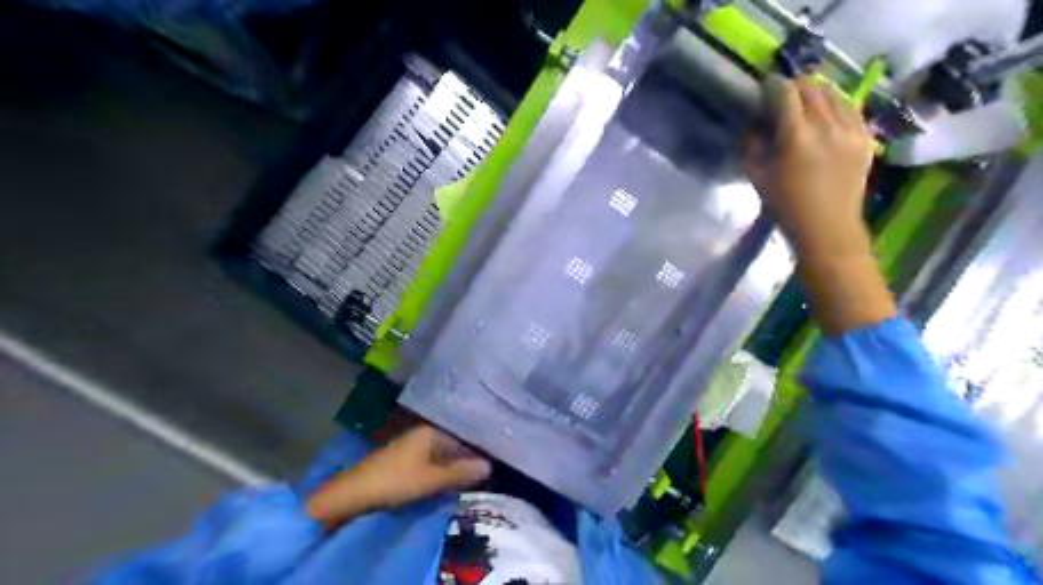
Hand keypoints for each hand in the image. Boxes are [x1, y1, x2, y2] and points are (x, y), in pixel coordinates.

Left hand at [306, 423, 493, 526]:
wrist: (353, 493)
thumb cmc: (396, 481)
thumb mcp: (432, 479)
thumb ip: (460, 472)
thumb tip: (489, 465)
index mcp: (429, 431)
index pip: (461, 439)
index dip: (475, 453)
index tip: (489, 465)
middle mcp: (420, 433)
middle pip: (449, 446)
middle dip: (462, 460)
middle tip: (480, 475)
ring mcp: (408, 446)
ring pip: (437, 455)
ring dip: (449, 467)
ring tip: (465, 480)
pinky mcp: (400, 460)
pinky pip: (426, 462)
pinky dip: (436, 471)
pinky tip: (441, 482)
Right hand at [740, 73, 878, 255]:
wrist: (828, 229)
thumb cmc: (786, 207)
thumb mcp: (757, 177)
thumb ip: (751, 146)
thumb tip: (752, 125)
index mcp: (796, 137)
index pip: (785, 93)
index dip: (772, 86)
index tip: (764, 89)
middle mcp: (827, 126)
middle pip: (812, 86)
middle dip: (794, 85)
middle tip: (783, 95)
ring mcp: (852, 130)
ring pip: (834, 93)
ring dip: (817, 91)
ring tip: (806, 101)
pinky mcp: (866, 138)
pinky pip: (852, 108)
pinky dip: (836, 104)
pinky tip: (828, 113)